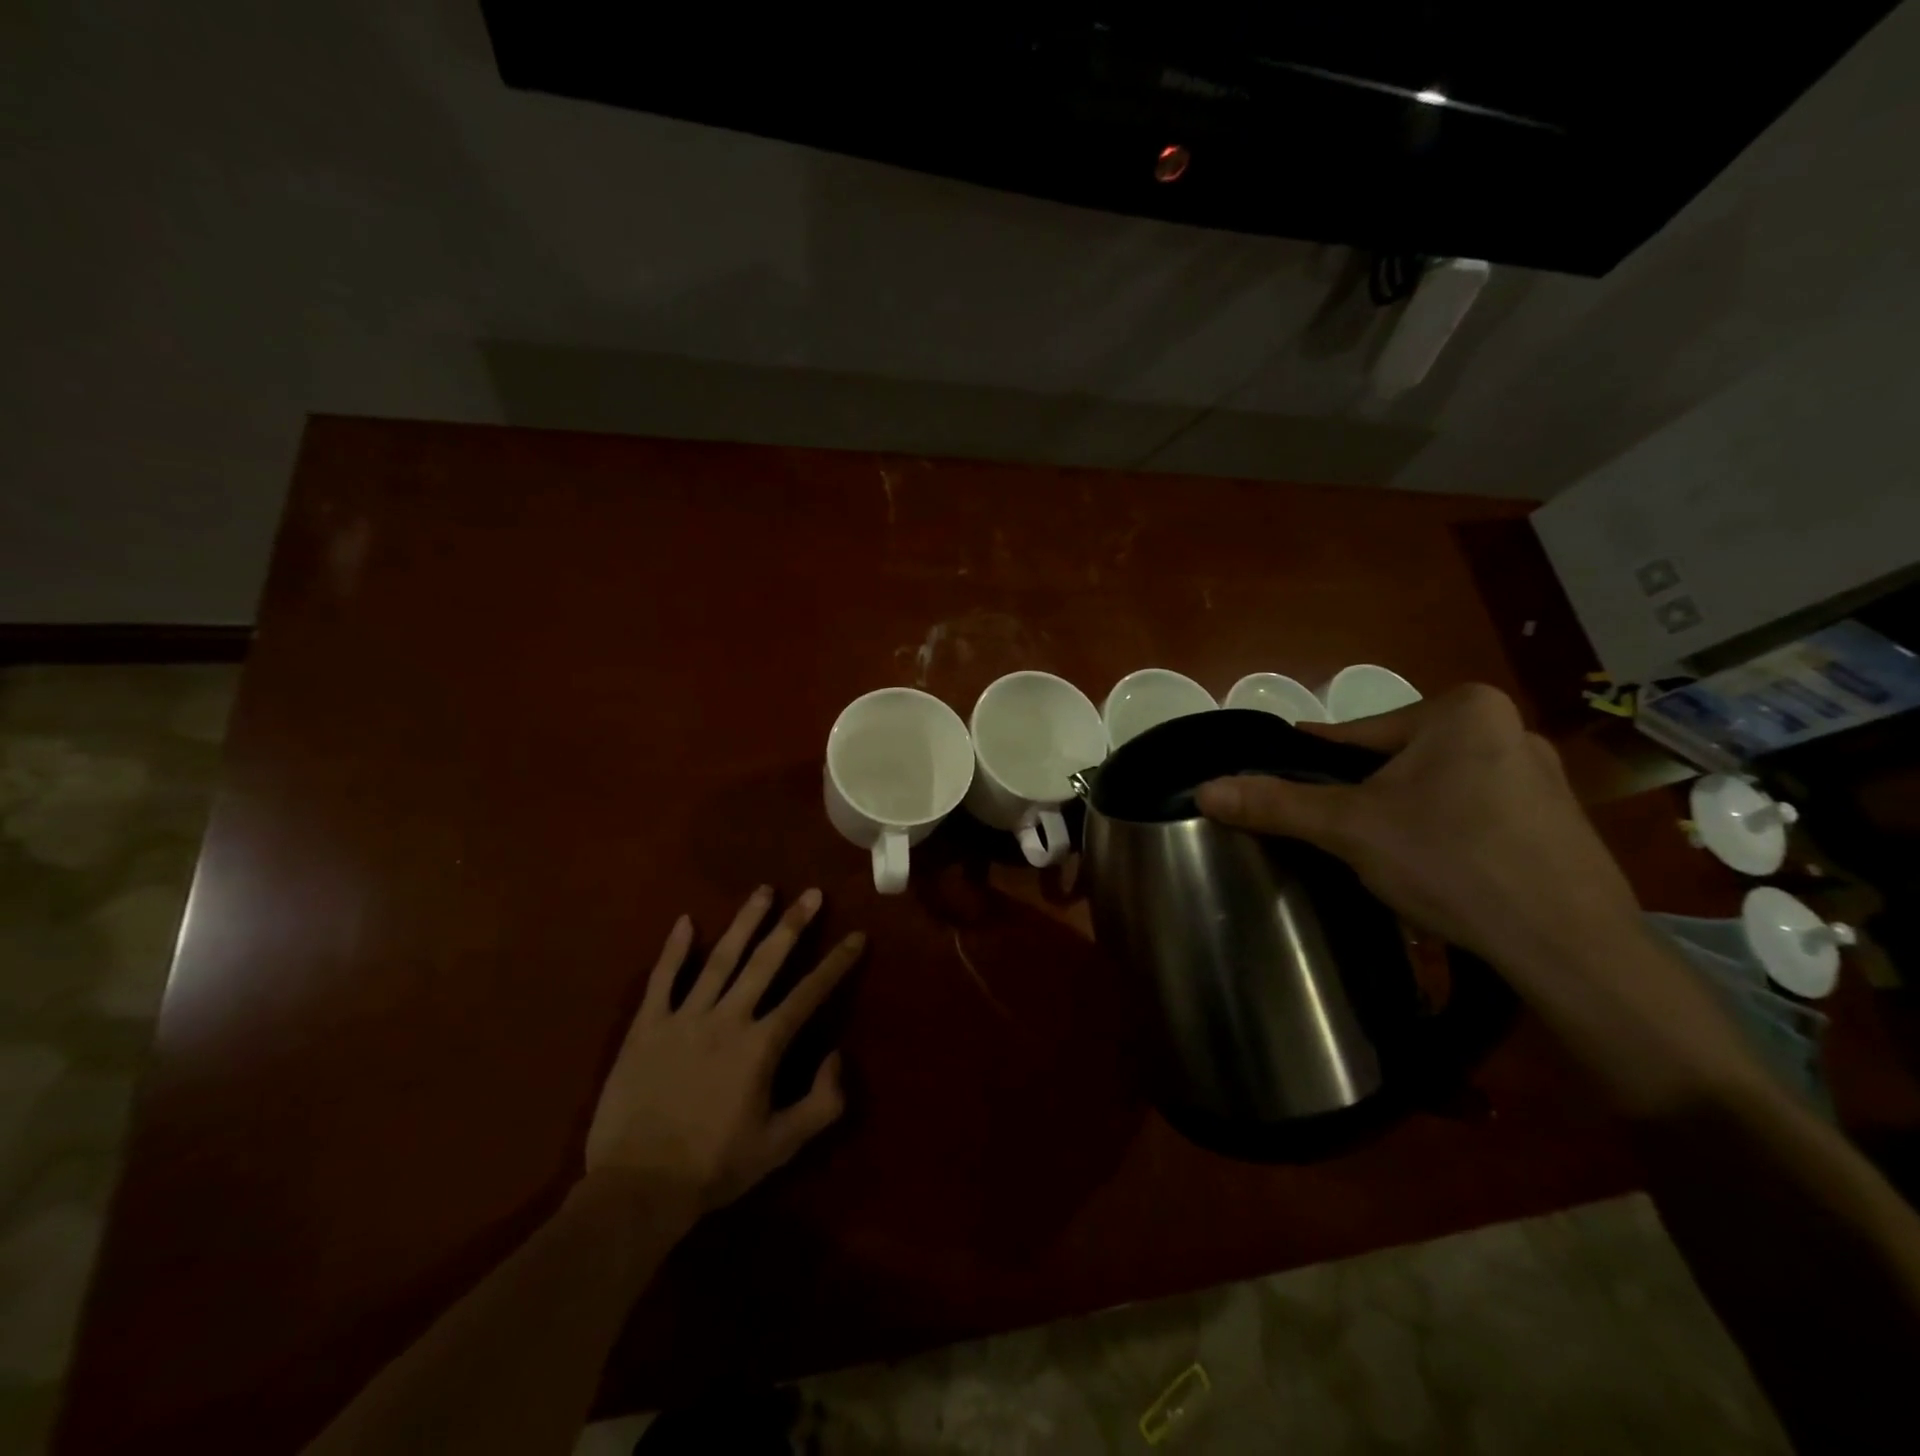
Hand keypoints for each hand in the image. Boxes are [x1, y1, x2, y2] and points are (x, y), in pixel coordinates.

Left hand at [584, 885, 864, 1214]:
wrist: (637, 1190)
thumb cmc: (714, 1168)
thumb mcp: (782, 1146)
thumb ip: (822, 1102)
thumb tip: (837, 1055)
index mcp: (762, 1045)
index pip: (808, 993)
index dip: (837, 963)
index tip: (856, 935)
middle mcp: (727, 1019)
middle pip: (766, 961)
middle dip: (793, 925)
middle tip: (811, 893)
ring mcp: (684, 1018)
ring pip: (720, 959)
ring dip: (745, 923)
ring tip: (763, 891)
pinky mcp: (646, 1027)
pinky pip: (661, 980)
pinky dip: (673, 950)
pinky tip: (686, 921)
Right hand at [1195, 684, 1641, 973]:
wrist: (1571, 948)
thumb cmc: (1452, 863)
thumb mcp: (1349, 829)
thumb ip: (1276, 804)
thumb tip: (1204, 790)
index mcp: (1461, 709)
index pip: (1355, 735)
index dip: (1315, 768)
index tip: (1289, 792)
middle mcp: (1507, 726)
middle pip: (1395, 761)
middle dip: (1362, 797)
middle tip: (1335, 836)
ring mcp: (1540, 773)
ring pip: (1434, 787)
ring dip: (1401, 815)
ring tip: (1380, 857)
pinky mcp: (1557, 818)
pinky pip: (1472, 811)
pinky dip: (1443, 832)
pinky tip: (1434, 869)